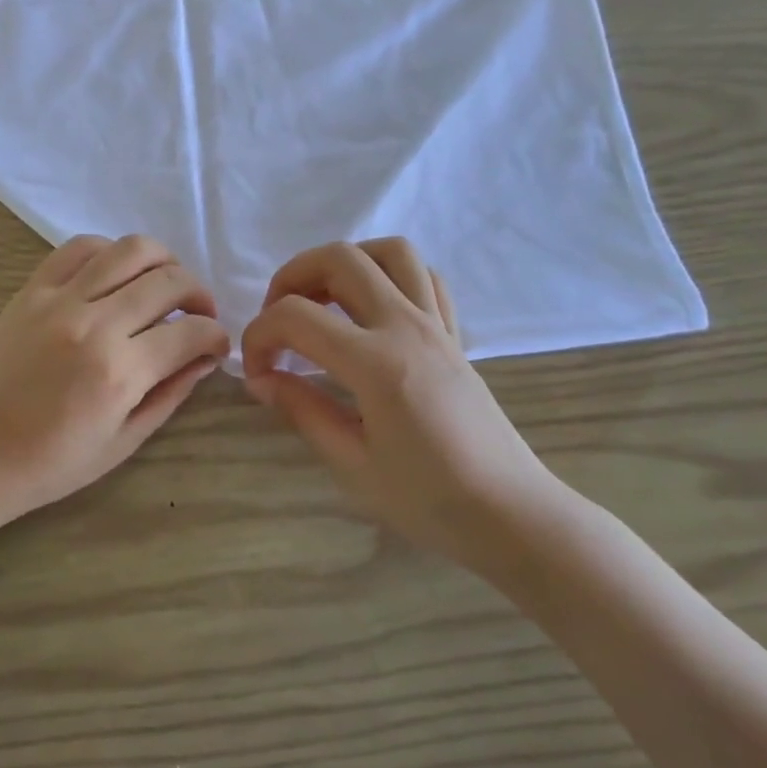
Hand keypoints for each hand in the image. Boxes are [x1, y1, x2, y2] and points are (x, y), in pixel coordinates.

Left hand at [0, 235, 230, 537]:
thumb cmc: (50, 464)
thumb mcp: (123, 443)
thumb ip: (169, 393)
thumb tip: (204, 358)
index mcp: (120, 372)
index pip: (192, 332)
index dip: (217, 336)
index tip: (216, 345)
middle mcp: (94, 323)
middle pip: (169, 281)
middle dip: (199, 294)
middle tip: (199, 314)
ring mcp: (59, 300)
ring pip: (129, 250)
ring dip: (162, 262)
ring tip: (164, 285)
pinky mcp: (31, 290)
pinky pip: (79, 248)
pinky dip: (110, 252)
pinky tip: (116, 274)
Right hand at [240, 238, 575, 574]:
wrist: (511, 515)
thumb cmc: (430, 501)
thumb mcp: (352, 465)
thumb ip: (302, 410)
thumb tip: (261, 379)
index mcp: (376, 364)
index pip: (295, 317)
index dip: (259, 337)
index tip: (256, 373)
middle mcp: (406, 328)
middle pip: (340, 259)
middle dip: (291, 277)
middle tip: (278, 320)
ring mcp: (436, 325)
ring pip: (390, 252)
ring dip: (345, 263)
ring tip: (323, 301)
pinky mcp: (453, 335)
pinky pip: (425, 277)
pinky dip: (389, 277)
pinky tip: (370, 311)